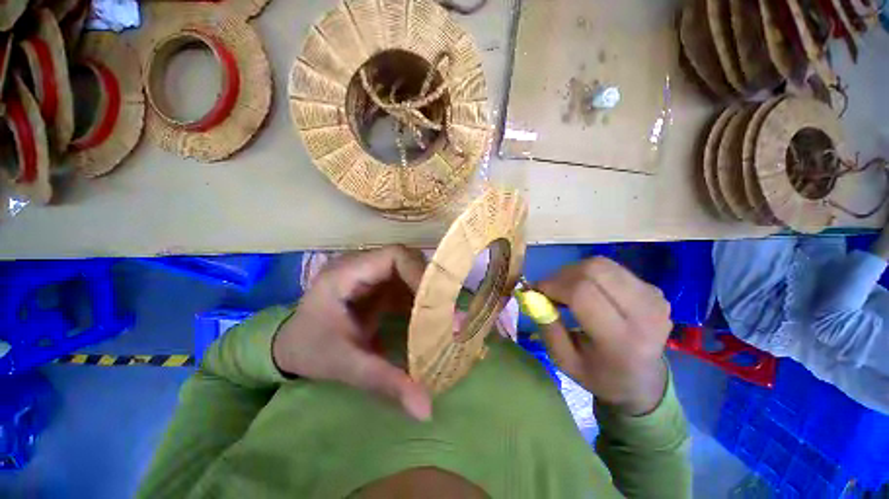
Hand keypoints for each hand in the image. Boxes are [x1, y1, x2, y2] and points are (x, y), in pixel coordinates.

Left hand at [272, 245, 431, 420]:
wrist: (292, 348)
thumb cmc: (311, 351)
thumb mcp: (346, 366)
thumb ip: (384, 382)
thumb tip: (426, 409)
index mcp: (347, 274)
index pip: (394, 257)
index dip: (420, 273)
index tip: (438, 301)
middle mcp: (362, 266)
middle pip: (407, 261)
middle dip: (429, 284)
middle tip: (448, 311)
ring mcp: (372, 275)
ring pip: (410, 272)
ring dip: (428, 293)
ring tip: (445, 317)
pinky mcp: (378, 286)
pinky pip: (407, 286)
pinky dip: (421, 301)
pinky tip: (430, 320)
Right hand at [537, 257, 671, 414]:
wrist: (644, 382)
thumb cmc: (599, 375)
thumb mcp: (563, 360)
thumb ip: (546, 325)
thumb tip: (532, 294)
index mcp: (621, 340)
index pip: (582, 293)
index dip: (552, 285)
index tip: (536, 290)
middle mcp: (644, 314)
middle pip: (593, 270)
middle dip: (561, 275)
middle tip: (550, 289)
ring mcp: (653, 298)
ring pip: (601, 264)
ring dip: (574, 272)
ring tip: (566, 289)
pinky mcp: (654, 290)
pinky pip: (611, 269)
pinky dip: (590, 274)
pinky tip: (587, 290)